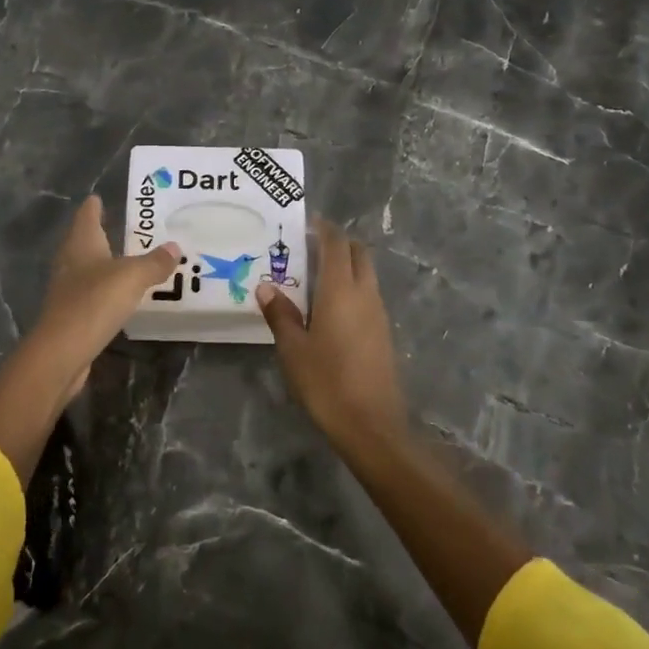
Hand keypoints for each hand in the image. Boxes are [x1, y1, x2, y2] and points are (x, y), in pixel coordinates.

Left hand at [23, 195, 179, 401]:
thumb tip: (174, 247)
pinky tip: (118, 295)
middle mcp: (70, 262)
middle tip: (120, 225)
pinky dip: (104, 289)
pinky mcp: (71, 315)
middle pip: (83, 240)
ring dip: (102, 262)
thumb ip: (154, 262)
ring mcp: (67, 290)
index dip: (94, 206)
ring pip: (86, 268)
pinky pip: (91, 293)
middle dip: (99, 232)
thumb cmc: (94, 302)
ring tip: (124, 259)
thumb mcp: (132, 277)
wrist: (61, 352)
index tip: (99, 197)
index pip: (87, 216)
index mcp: (81, 244)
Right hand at [257, 218, 407, 445]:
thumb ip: (280, 314)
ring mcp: (378, 313)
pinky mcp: (383, 332)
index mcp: (341, 290)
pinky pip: (367, 294)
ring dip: (345, 265)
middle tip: (308, 247)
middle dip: (337, 243)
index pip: (336, 244)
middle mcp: (365, 294)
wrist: (371, 425)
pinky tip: (329, 306)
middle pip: (358, 253)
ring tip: (313, 275)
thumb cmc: (326, 382)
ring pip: (365, 274)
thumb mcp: (293, 348)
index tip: (305, 223)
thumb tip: (266, 286)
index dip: (323, 229)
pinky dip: (351, 286)